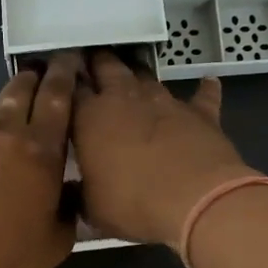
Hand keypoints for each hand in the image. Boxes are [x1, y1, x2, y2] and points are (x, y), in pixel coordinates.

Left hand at [0, 52, 80, 267]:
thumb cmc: (6, 257)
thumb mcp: (57, 240)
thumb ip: (66, 206)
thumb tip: (64, 189)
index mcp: (39, 149)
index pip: (58, 97)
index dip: (65, 74)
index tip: (67, 60)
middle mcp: (0, 131)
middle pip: (19, 90)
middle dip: (30, 79)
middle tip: (35, 77)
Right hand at [71, 51, 258, 246]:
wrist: (195, 199)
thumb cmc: (133, 203)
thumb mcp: (92, 208)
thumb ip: (79, 193)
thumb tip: (69, 192)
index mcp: (90, 118)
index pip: (70, 90)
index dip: (65, 83)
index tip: (59, 79)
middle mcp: (125, 99)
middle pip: (107, 67)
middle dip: (98, 62)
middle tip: (91, 59)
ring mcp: (165, 101)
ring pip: (147, 76)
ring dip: (138, 75)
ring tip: (132, 73)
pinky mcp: (200, 112)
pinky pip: (202, 96)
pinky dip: (204, 89)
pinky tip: (208, 82)